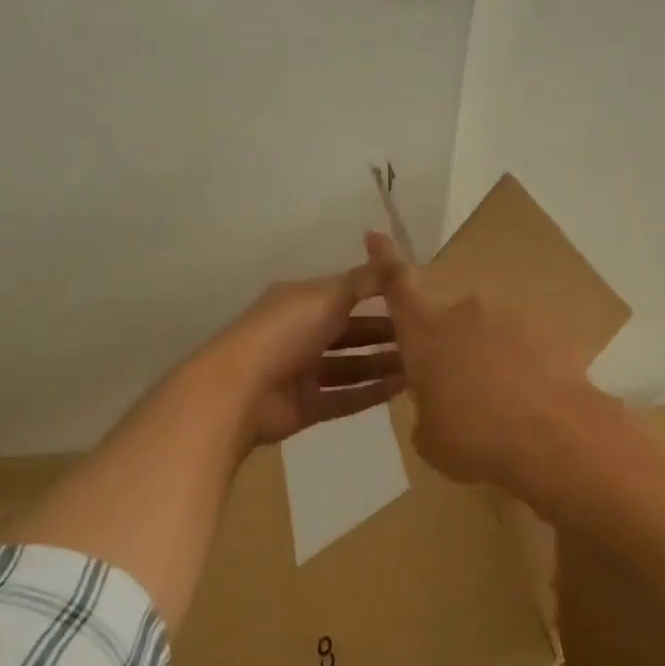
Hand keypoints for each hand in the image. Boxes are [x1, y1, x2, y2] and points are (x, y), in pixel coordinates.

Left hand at [206, 264, 405, 449]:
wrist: (239, 391)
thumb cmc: (284, 333)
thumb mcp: (327, 296)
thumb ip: (363, 281)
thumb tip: (393, 259)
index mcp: (302, 302)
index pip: (345, 295)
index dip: (378, 297)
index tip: (414, 300)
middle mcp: (301, 334)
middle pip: (349, 332)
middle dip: (384, 334)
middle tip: (425, 338)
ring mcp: (302, 373)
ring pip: (349, 367)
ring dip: (381, 365)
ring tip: (421, 366)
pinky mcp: (305, 406)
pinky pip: (344, 397)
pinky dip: (370, 393)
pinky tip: (402, 389)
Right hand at [363, 231, 596, 489]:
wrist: (553, 439)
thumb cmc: (474, 439)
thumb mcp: (430, 438)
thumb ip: (427, 411)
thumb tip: (440, 406)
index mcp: (425, 334)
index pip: (397, 286)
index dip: (385, 260)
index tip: (376, 234)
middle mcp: (465, 315)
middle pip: (450, 323)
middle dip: (453, 349)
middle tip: (464, 394)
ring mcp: (510, 319)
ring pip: (491, 335)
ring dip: (491, 359)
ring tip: (505, 406)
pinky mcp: (549, 332)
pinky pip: (527, 347)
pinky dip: (526, 368)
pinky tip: (535, 403)